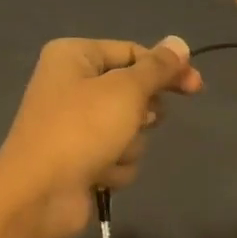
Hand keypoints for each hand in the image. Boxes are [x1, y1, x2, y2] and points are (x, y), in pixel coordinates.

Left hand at [0, 36, 201, 237]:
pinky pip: (117, 155)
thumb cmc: (81, 130)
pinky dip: (115, 166)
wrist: (40, 195)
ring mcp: (75, 125)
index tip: (197, 86)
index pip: (132, 52)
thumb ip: (157, 67)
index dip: (166, 69)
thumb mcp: (126, 91)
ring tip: (109, 153)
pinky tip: (100, 174)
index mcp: (74, 56)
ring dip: (129, 144)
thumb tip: (179, 42)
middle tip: (140, 122)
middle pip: (132, 91)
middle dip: (141, 114)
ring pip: (129, 128)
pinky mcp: (80, 158)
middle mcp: (71, 85)